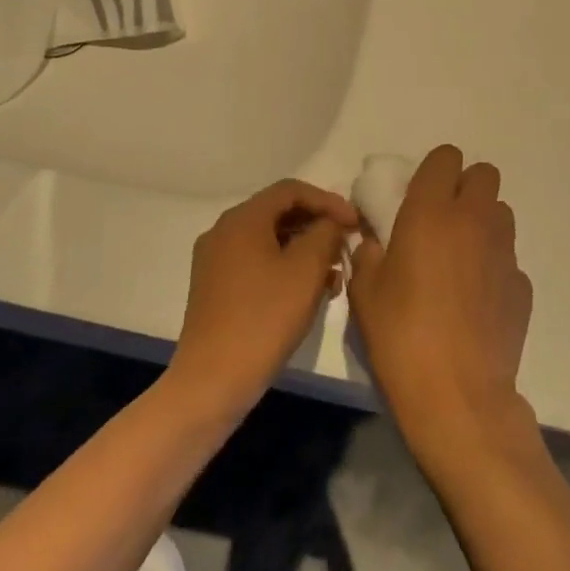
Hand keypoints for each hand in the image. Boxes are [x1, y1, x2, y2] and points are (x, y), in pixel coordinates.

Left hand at [169, 179, 357, 418]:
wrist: (213, 380)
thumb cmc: (264, 318)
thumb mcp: (306, 271)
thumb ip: (325, 234)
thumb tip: (330, 223)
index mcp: (242, 219)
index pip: (291, 190)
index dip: (328, 201)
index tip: (355, 223)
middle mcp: (223, 231)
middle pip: (278, 213)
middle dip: (317, 226)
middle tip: (346, 246)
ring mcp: (215, 260)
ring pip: (269, 240)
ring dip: (304, 250)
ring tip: (334, 276)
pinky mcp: (215, 287)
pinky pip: (257, 262)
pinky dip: (285, 268)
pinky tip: (308, 292)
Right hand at [349, 145, 534, 465]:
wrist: (457, 395)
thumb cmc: (400, 335)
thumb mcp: (365, 291)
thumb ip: (368, 252)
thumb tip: (374, 239)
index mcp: (431, 212)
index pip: (446, 157)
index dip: (434, 170)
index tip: (419, 194)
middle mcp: (474, 220)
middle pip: (484, 174)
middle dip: (465, 187)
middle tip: (442, 221)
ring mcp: (504, 252)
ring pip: (501, 213)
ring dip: (483, 222)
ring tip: (461, 258)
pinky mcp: (523, 285)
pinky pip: (508, 258)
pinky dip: (493, 266)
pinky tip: (476, 300)